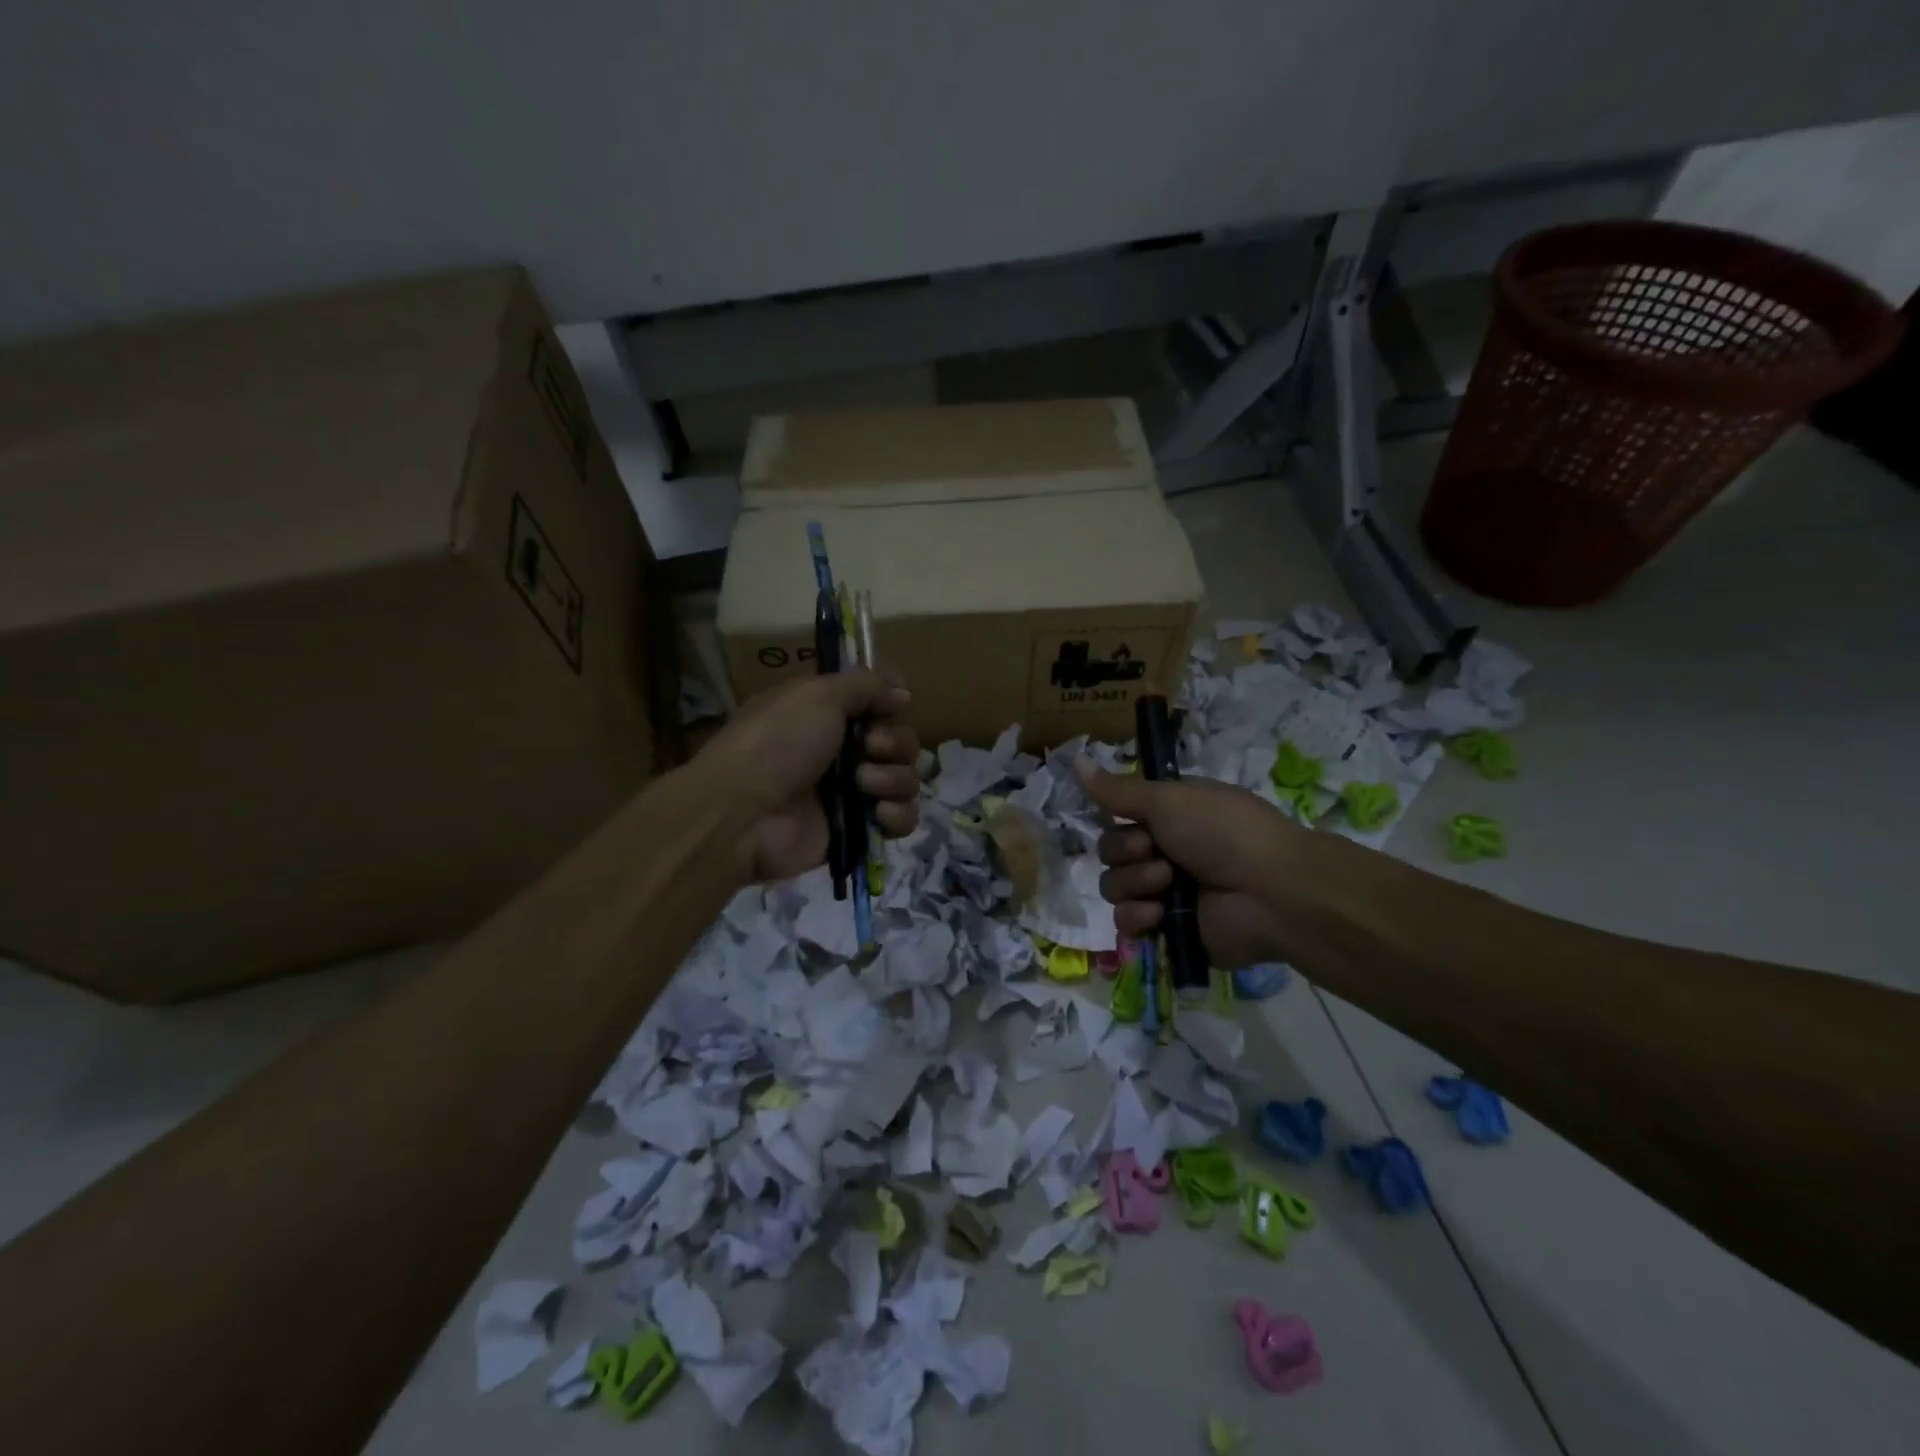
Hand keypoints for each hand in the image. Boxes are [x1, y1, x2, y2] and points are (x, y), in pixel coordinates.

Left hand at [698, 670, 921, 884]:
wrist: (742, 814)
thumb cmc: (777, 743)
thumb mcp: (817, 695)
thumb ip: (865, 685)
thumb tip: (902, 691)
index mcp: (828, 714)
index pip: (880, 702)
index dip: (893, 701)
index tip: (895, 703)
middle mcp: (842, 750)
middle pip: (900, 741)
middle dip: (895, 743)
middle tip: (869, 748)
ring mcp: (852, 792)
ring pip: (905, 779)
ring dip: (894, 779)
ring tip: (863, 784)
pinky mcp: (858, 830)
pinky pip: (901, 819)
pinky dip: (897, 815)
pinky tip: (878, 814)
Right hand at [1075, 764, 1300, 968]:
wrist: (1271, 891)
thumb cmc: (1223, 832)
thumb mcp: (1168, 799)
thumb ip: (1117, 789)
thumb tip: (1073, 758)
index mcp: (1169, 818)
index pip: (1118, 818)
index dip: (1121, 821)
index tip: (1141, 821)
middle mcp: (1165, 853)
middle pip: (1109, 853)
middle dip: (1128, 853)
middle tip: (1158, 852)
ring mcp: (1165, 894)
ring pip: (1113, 887)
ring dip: (1135, 883)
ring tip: (1168, 883)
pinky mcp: (1168, 930)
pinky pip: (1126, 922)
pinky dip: (1138, 916)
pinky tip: (1159, 913)